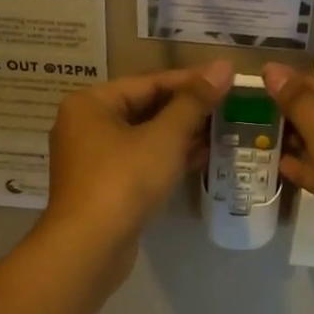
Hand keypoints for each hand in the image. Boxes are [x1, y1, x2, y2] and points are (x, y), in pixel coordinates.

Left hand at [40, 62, 232, 261]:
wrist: (89, 247)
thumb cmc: (124, 180)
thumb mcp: (164, 137)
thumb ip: (194, 101)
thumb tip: (223, 66)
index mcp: (91, 103)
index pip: (149, 82)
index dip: (191, 81)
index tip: (227, 80)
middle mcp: (85, 125)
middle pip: (145, 108)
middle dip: (187, 110)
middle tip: (228, 106)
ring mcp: (93, 159)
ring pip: (144, 137)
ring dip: (181, 135)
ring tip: (222, 130)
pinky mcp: (104, 187)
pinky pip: (140, 162)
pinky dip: (168, 158)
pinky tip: (202, 157)